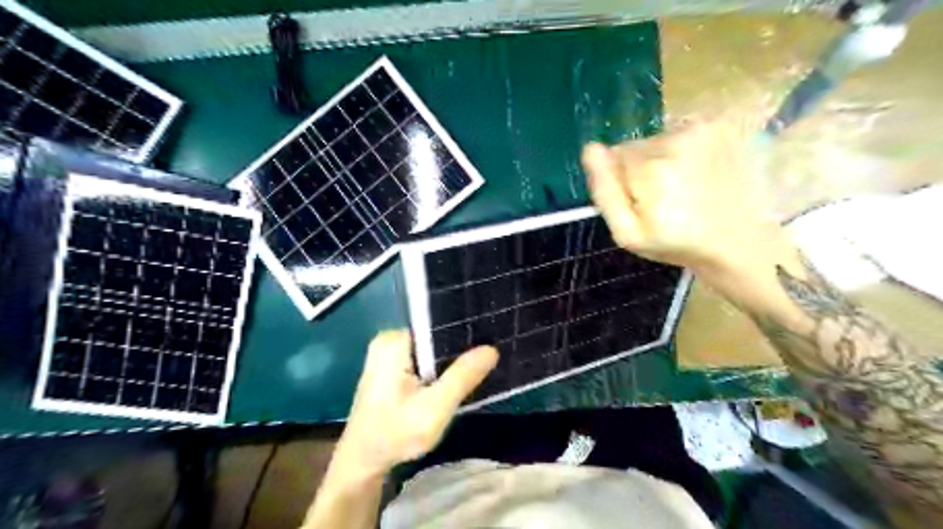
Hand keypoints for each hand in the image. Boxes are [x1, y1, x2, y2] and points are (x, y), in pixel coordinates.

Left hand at [332, 330, 495, 478]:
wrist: (362, 463)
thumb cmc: (394, 435)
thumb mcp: (434, 409)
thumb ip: (462, 377)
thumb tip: (491, 349)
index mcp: (394, 340)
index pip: (439, 325)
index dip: (465, 334)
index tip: (491, 343)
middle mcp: (388, 339)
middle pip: (436, 337)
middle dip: (459, 350)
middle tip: (488, 361)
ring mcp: (387, 353)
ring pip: (431, 350)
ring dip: (450, 361)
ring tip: (478, 368)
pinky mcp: (390, 367)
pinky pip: (423, 360)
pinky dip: (438, 369)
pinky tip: (454, 380)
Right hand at [583, 116, 789, 275]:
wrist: (738, 241)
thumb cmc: (676, 242)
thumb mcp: (628, 233)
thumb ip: (604, 191)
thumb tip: (590, 149)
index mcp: (650, 169)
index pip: (612, 158)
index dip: (621, 183)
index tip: (641, 204)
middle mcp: (675, 140)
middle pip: (636, 146)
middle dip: (641, 170)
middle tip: (663, 200)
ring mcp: (703, 129)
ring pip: (659, 139)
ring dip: (663, 160)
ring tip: (684, 188)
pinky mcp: (721, 126)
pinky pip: (683, 132)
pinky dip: (685, 150)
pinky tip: (700, 173)